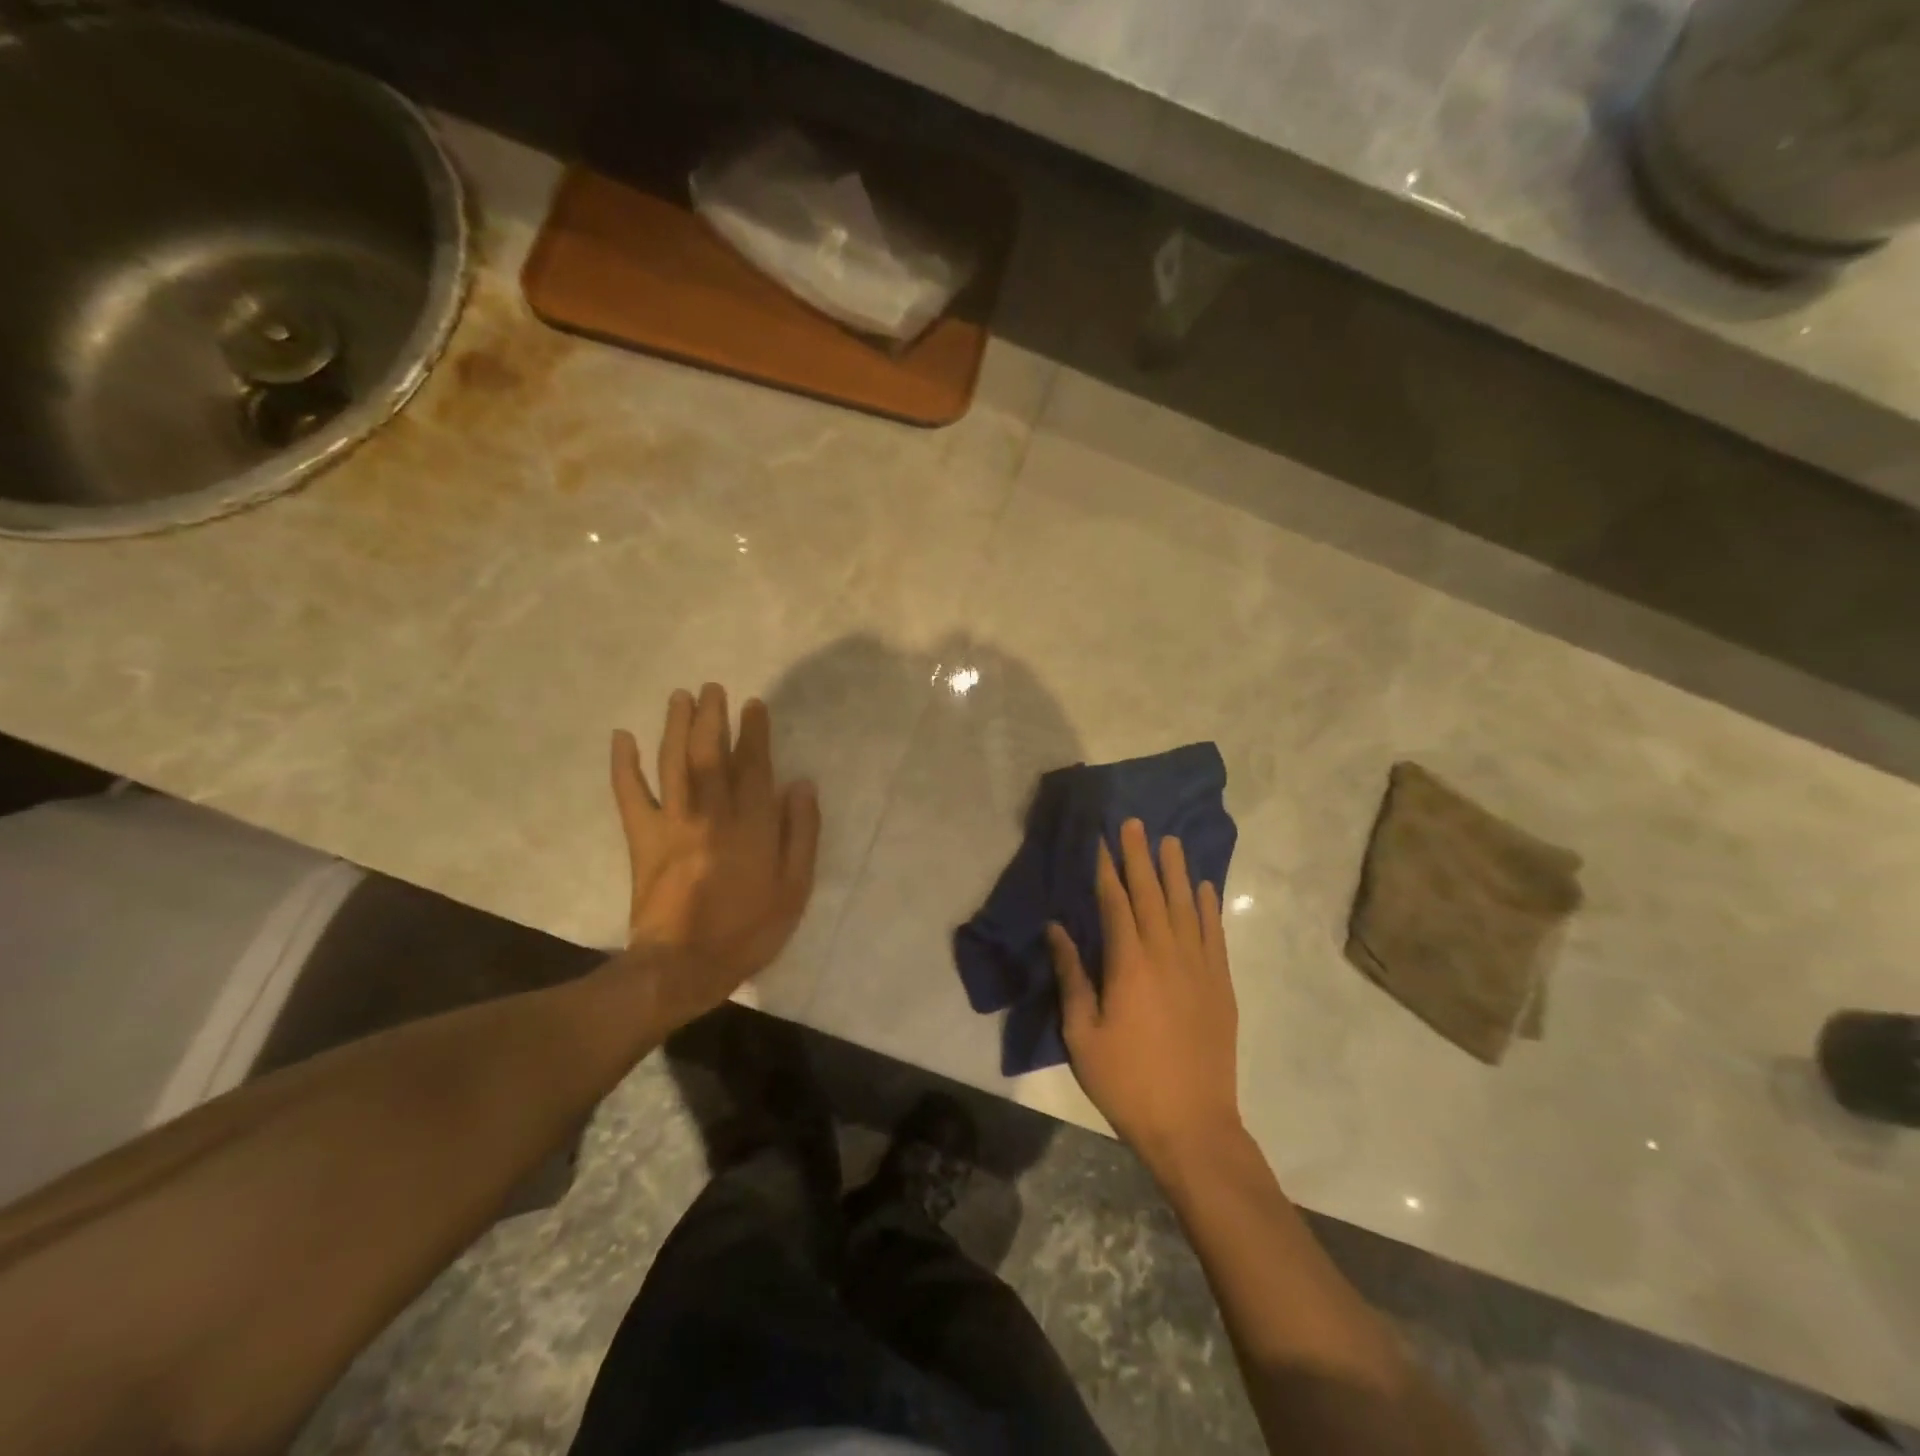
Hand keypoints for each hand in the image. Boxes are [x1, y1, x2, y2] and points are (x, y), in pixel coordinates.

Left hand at [610, 684, 819, 1027]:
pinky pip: (630, 795)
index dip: (754, 732)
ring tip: (680, 697)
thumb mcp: (794, 888)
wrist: (683, 966)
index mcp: (752, 824)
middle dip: (712, 718)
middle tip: (712, 688)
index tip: (753, 705)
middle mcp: (712, 812)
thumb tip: (801, 784)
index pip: (754, 765)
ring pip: (674, 763)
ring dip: (675, 727)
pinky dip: (624, 765)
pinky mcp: (643, 839)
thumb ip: (800, 833)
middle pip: (710, 754)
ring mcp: (673, 823)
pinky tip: (622, 738)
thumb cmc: (748, 929)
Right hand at [1048, 818, 1242, 1171]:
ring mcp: (1199, 968)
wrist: (1192, 1126)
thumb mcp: (1082, 1033)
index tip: (1102, 840)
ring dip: (1176, 871)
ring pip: (1186, 906)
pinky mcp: (1221, 985)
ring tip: (1169, 841)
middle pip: (1152, 894)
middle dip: (1140, 856)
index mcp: (1128, 964)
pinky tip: (1203, 888)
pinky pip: (1214, 934)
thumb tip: (1058, 929)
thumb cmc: (1126, 1081)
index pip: (1116, 903)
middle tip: (1135, 823)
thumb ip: (1072, 976)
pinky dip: (1208, 907)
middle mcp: (1166, 954)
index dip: (1107, 870)